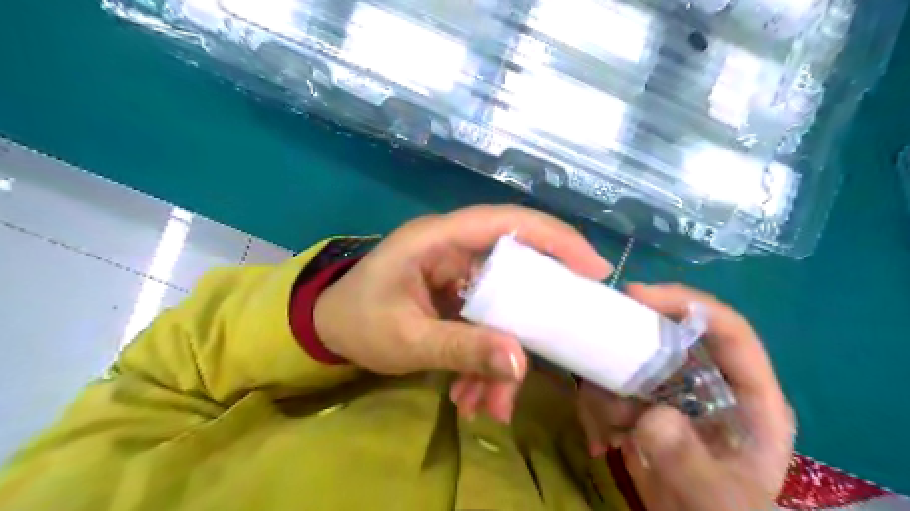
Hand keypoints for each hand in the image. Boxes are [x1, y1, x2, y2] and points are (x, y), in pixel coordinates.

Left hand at [315, 204, 610, 421]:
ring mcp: (458, 272)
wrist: (326, 330)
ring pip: (504, 303)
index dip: (556, 239)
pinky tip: (471, 396)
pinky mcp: (457, 295)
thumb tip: (521, 364)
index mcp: (439, 239)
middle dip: (537, 311)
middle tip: (564, 342)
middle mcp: (455, 248)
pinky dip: (486, 357)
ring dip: (505, 351)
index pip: (508, 222)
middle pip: (517, 264)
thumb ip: (462, 348)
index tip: (594, 270)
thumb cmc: (357, 323)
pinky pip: (488, 320)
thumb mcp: (407, 341)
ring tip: (493, 404)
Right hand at [579, 286, 792, 508]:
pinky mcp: (641, 403)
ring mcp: (670, 392)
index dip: (686, 304)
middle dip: (627, 351)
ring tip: (607, 431)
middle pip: (665, 338)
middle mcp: (707, 382)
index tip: (636, 295)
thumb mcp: (717, 501)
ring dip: (606, 392)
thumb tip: (652, 416)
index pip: (728, 331)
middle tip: (597, 365)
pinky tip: (601, 441)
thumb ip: (690, 462)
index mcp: (747, 395)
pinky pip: (609, 386)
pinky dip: (596, 408)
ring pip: (628, 363)